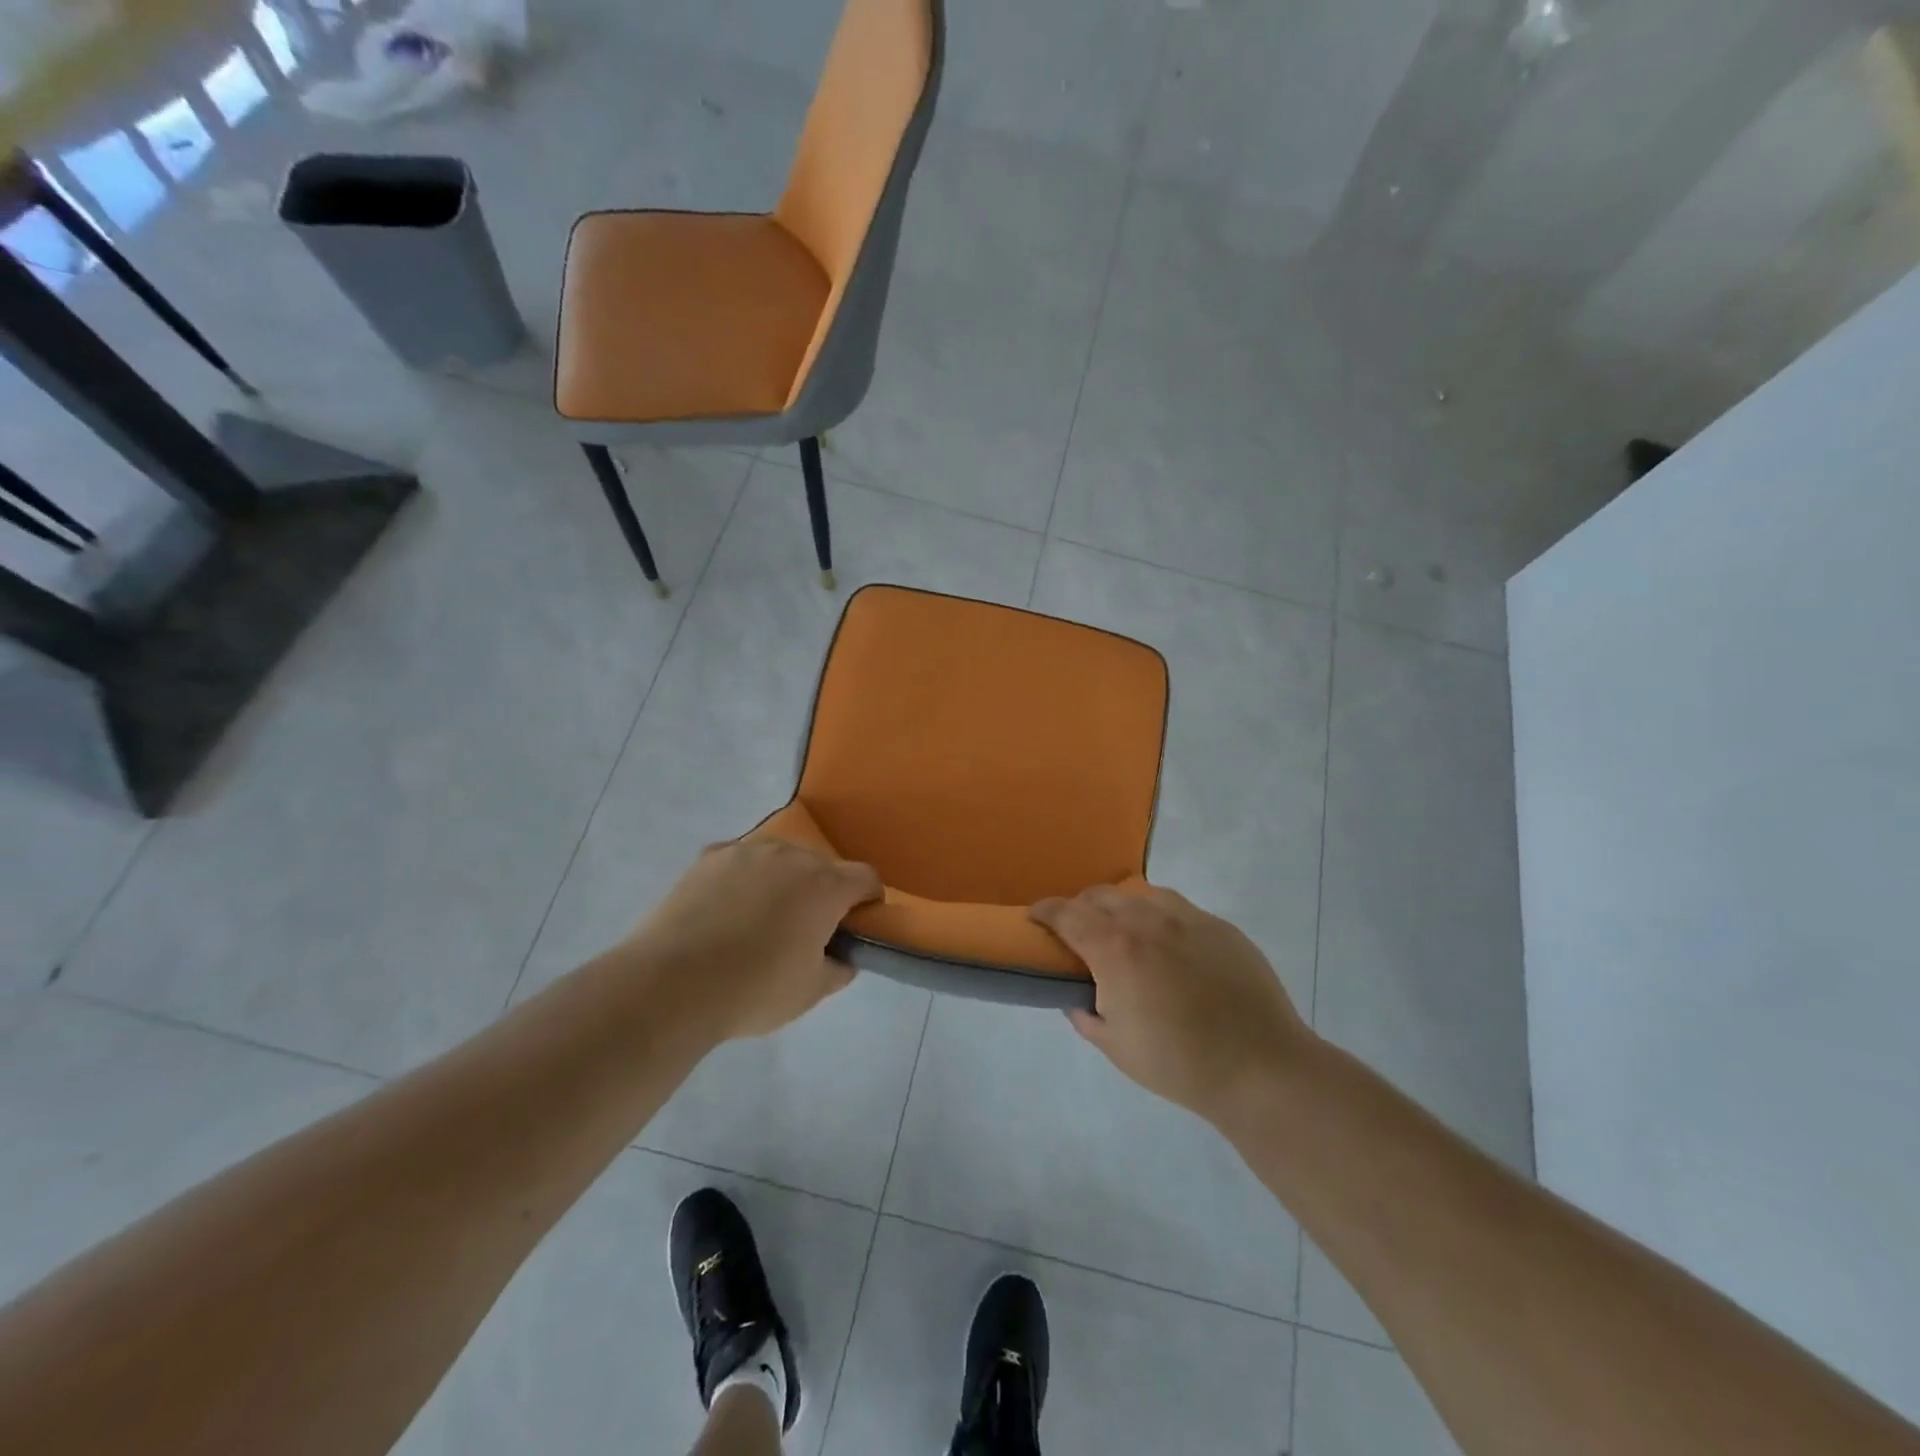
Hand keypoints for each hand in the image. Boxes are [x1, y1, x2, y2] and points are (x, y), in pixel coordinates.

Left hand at [627, 839, 881, 1041]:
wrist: (670, 984)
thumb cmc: (753, 990)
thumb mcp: (810, 992)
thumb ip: (838, 968)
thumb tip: (842, 957)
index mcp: (825, 885)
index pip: (866, 878)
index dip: (868, 900)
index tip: (857, 925)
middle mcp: (791, 856)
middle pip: (821, 867)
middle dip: (822, 892)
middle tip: (805, 930)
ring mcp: (746, 851)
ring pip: (779, 860)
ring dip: (782, 882)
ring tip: (759, 920)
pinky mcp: (709, 857)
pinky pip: (740, 863)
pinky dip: (743, 881)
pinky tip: (724, 912)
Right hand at [1031, 886, 1311, 1126]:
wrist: (1259, 1067)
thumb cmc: (1178, 1063)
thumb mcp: (1116, 1048)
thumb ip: (1087, 1018)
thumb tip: (1078, 1000)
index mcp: (1115, 948)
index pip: (1068, 914)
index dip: (1045, 910)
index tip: (1035, 915)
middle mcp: (1147, 921)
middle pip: (1102, 896)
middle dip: (1082, 906)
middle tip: (1079, 929)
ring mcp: (1189, 919)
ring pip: (1142, 894)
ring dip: (1122, 906)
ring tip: (1124, 930)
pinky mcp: (1221, 927)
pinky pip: (1179, 909)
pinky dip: (1160, 917)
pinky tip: (1169, 944)